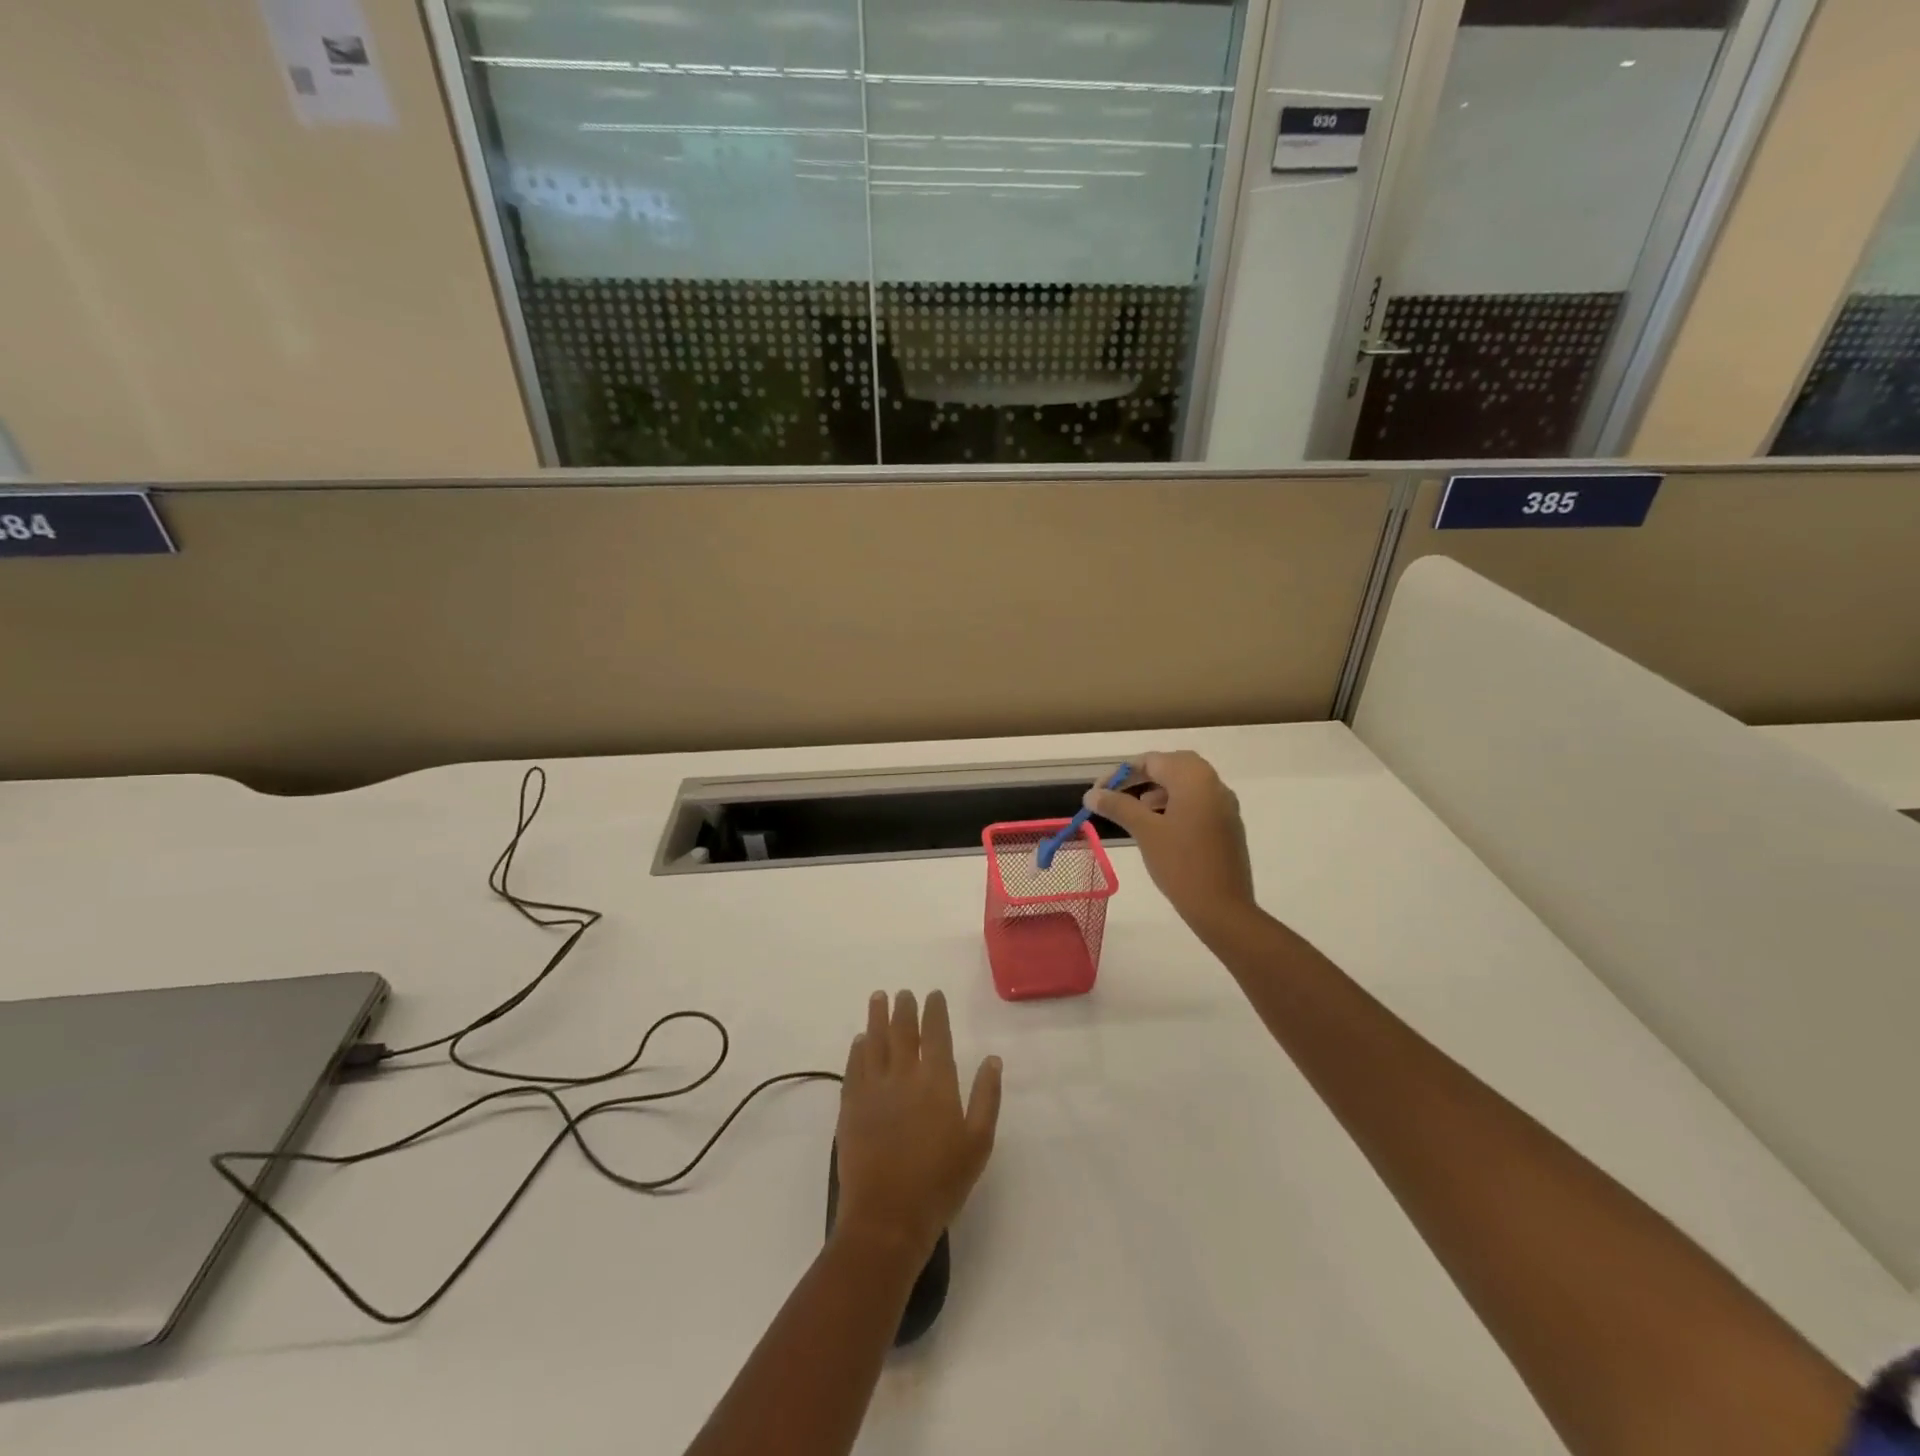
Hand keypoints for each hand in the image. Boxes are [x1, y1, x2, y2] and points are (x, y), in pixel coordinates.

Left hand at [834, 990, 1001, 1260]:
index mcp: (936, 1080)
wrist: (888, 1217)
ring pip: (874, 1041)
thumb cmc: (941, 1182)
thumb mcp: (978, 1142)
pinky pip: (853, 1067)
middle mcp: (903, 1075)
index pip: (935, 1033)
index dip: (934, 1011)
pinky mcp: (850, 1107)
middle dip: (904, 1008)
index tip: (932, 994)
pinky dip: (857, 1049)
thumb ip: (986, 1096)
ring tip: (878, 998)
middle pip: (902, 1031)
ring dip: (876, 1017)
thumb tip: (993, 1059)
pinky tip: (859, 1041)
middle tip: (903, 993)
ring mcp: (873, 1089)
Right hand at [1086, 750, 1256, 931]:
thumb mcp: (1145, 831)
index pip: (1152, 761)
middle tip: (1117, 794)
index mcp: (1194, 779)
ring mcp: (1224, 805)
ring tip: (1136, 809)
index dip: (1121, 774)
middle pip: (1171, 767)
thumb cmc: (1181, 864)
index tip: (1098, 793)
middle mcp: (1213, 784)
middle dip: (1141, 777)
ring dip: (1158, 790)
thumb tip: (1092, 794)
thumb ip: (1118, 806)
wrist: (1223, 908)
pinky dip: (1174, 804)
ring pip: (1185, 784)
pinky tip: (1159, 825)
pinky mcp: (1227, 825)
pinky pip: (1197, 802)